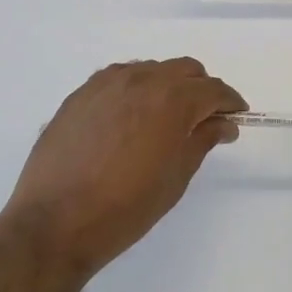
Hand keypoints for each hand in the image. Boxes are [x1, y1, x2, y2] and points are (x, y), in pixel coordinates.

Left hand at [4, 58, 246, 273]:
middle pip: (184, 70)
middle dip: (201, 89)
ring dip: (167, 86)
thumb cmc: (126, 206)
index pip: (213, 89)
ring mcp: (106, 83)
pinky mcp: (81, 93)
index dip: (230, 102)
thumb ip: (202, 140)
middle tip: (204, 120)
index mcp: (172, 99)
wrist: (56, 221)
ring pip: (151, 70)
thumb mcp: (176, 177)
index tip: (236, 118)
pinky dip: (136, 90)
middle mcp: (141, 79)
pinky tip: (131, 118)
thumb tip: (223, 123)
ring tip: (165, 120)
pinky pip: (119, 79)